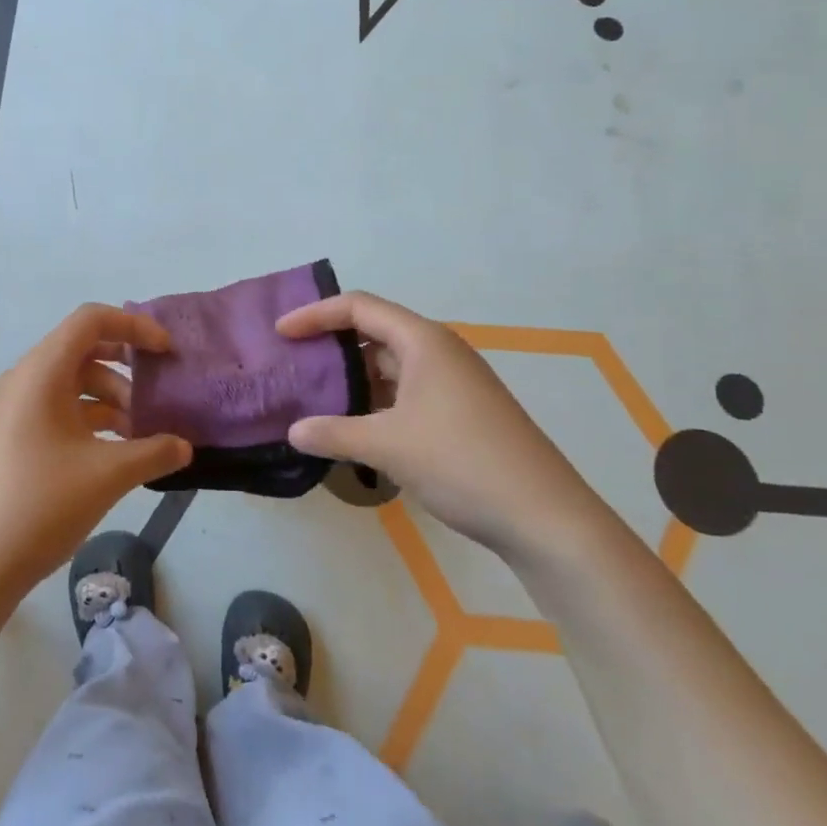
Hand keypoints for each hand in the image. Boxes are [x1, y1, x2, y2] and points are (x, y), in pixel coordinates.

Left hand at [0, 304, 192, 597]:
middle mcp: (25, 379)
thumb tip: (186, 448)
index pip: (90, 320)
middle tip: (158, 391)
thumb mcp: (108, 475)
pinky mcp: (13, 436)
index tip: (166, 352)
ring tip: (141, 435)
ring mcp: (15, 409)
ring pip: (72, 383)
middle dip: (125, 367)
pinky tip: (116, 451)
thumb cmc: (42, 503)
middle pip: (82, 349)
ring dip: (110, 399)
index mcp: (41, 371)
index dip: (133, 326)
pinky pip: (58, 409)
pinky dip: (90, 419)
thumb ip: (154, 453)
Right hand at [276, 291, 607, 561]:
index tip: (280, 333)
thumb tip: (293, 432)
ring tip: (315, 399)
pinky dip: (376, 403)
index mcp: (424, 341)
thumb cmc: (462, 463)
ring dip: (354, 379)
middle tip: (294, 366)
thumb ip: (334, 434)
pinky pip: (407, 393)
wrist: (546, 518)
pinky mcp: (462, 413)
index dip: (315, 314)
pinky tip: (356, 430)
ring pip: (391, 367)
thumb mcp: (388, 446)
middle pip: (374, 333)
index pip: (358, 307)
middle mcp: (440, 352)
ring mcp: (454, 383)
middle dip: (332, 347)